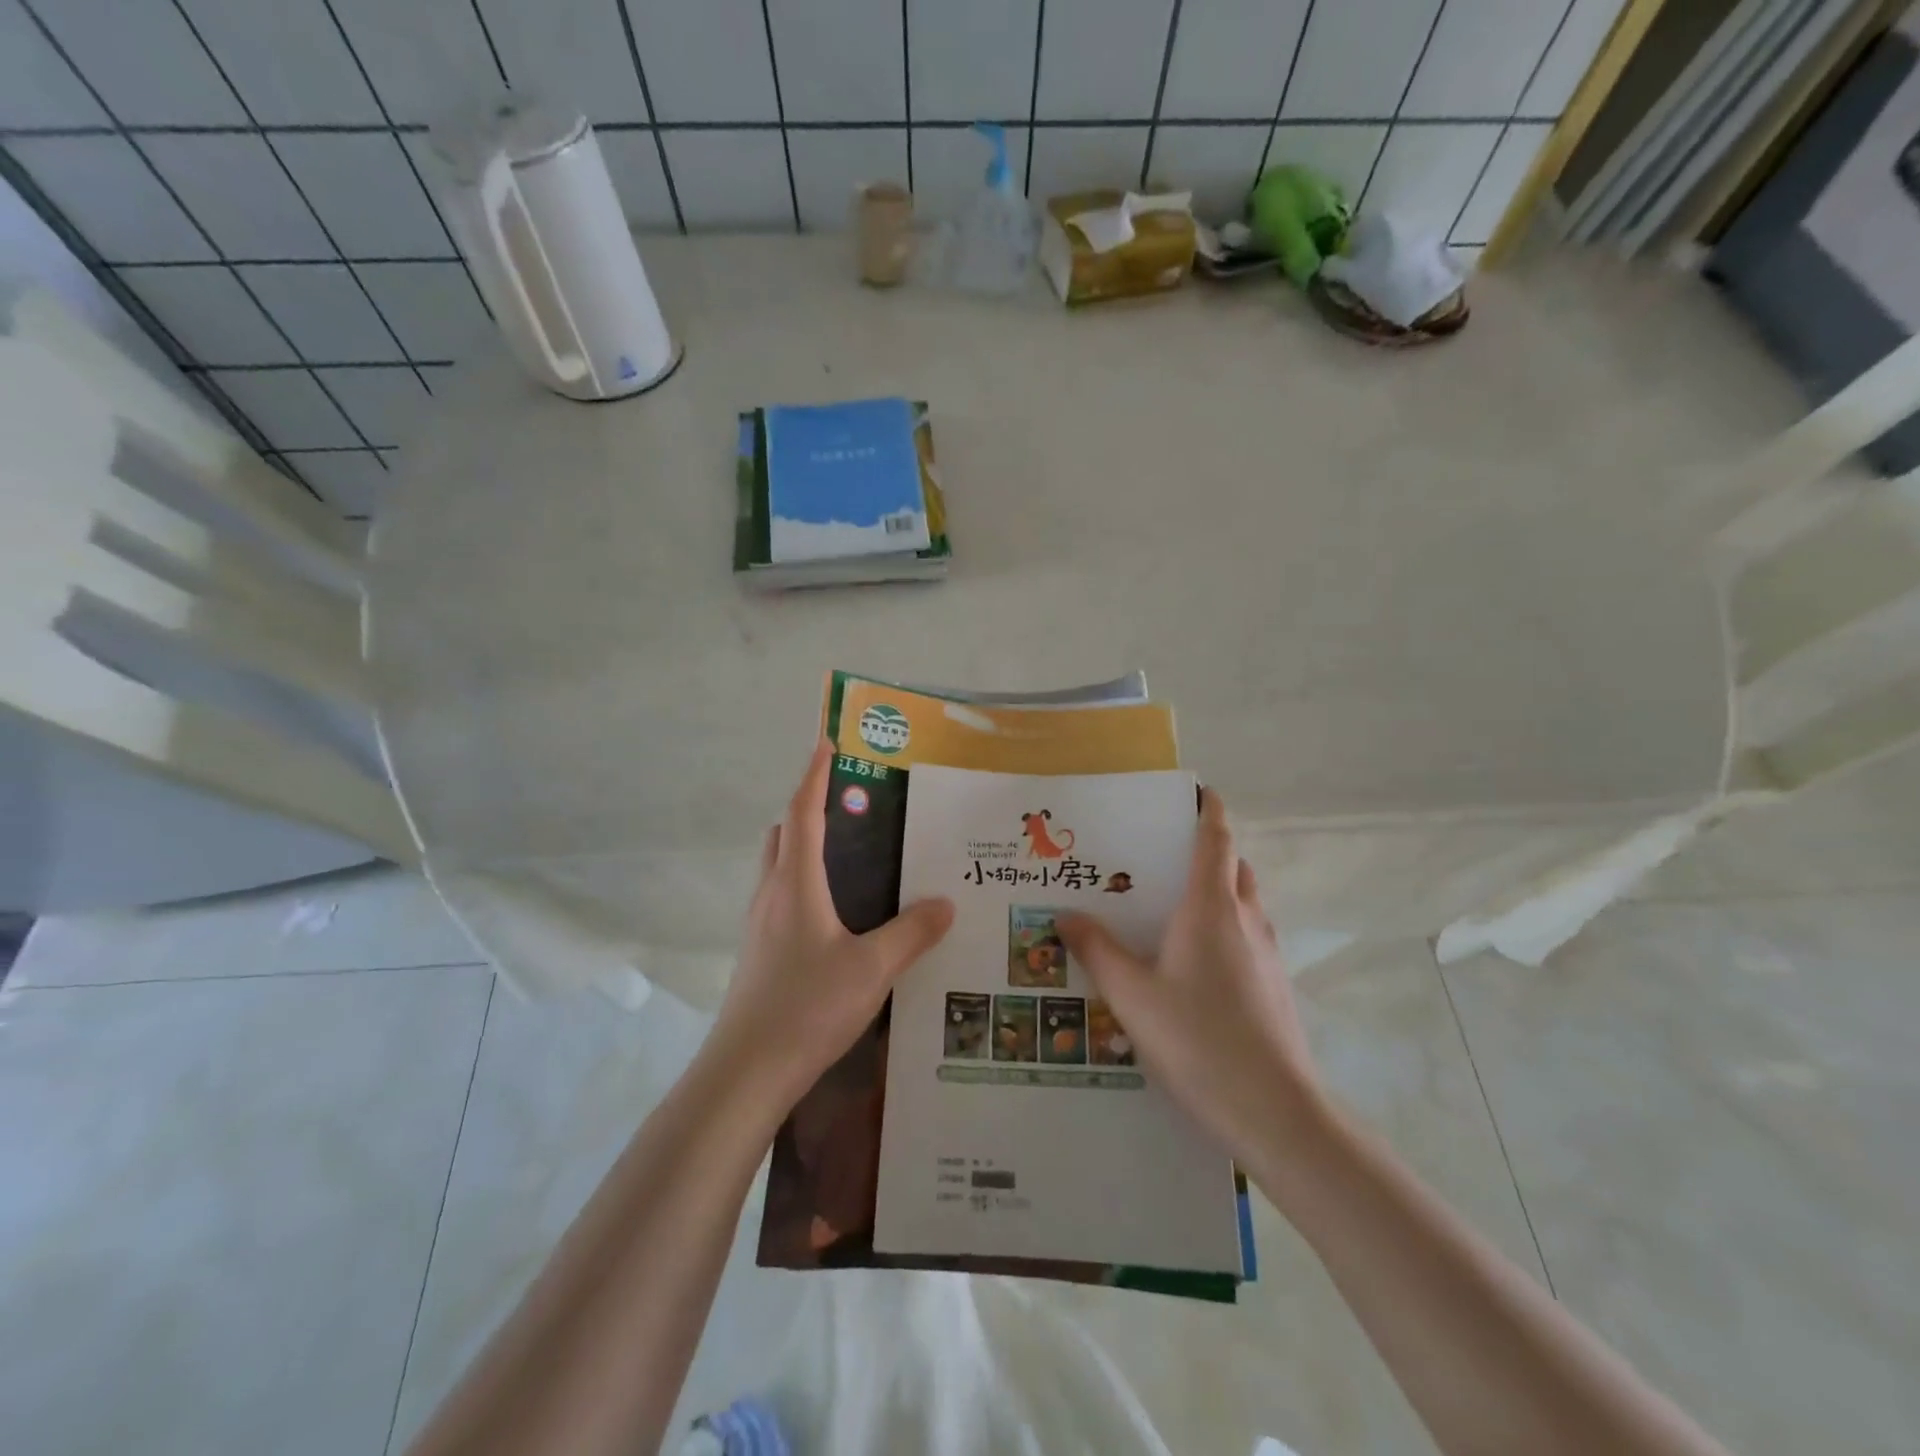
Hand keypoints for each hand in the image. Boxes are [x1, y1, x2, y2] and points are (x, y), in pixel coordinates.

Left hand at [708, 739, 954, 1109]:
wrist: (746, 1071)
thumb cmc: (808, 1006)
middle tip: (852, 804)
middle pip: (784, 833)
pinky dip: (804, 882)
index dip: (814, 774)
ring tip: (851, 855)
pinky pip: (781, 897)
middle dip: (810, 808)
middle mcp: (771, 893)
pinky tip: (838, 914)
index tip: (826, 741)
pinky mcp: (759, 951)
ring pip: (779, 866)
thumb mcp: (872, 969)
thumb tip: (946, 902)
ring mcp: (760, 924)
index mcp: (796, 883)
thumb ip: (911, 932)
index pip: (803, 812)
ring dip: (804, 846)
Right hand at [1058, 788, 1316, 1161]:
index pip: (1216, 837)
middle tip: (1158, 856)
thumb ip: (1096, 950)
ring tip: (1169, 907)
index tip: (1192, 790)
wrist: (1275, 1112)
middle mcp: (1246, 918)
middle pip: (1232, 865)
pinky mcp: (1274, 984)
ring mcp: (1267, 953)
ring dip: (1216, 889)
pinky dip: (1223, 926)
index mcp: (1212, 906)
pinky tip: (1190, 963)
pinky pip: (1247, 935)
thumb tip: (1064, 915)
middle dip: (1205, 849)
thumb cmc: (1199, 1040)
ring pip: (1243, 901)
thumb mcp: (1132, 995)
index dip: (1207, 808)